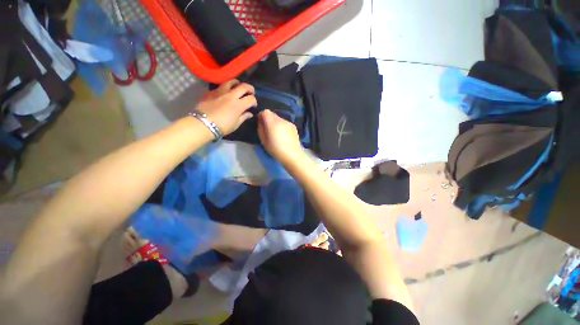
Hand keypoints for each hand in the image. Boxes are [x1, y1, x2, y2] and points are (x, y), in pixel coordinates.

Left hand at [195, 80, 256, 134]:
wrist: (203, 124)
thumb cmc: (222, 127)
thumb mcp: (236, 124)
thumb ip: (244, 117)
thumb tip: (249, 113)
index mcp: (238, 105)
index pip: (251, 99)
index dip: (254, 102)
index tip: (253, 106)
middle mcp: (231, 95)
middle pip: (244, 86)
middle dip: (250, 89)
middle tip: (251, 93)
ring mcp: (220, 92)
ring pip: (231, 82)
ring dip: (238, 84)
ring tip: (238, 88)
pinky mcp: (211, 92)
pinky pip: (221, 86)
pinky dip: (226, 88)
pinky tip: (225, 94)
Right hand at [257, 109, 302, 164]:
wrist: (293, 156)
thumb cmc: (276, 151)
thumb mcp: (264, 141)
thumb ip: (260, 129)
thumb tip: (260, 122)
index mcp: (273, 124)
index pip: (265, 112)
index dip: (261, 116)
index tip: (261, 123)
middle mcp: (281, 120)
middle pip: (272, 114)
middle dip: (268, 119)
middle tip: (268, 129)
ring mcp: (289, 123)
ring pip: (279, 118)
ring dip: (275, 123)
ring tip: (276, 134)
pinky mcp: (293, 126)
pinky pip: (284, 123)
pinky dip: (282, 126)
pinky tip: (283, 136)